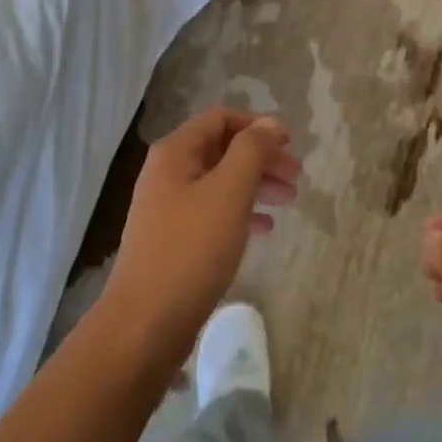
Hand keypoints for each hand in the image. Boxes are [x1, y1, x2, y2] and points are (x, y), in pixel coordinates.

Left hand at [104, 107, 298, 357]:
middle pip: (222, 149)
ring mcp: (168, 207)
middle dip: (261, 158)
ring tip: (289, 201)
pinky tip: (265, 229)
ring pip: (220, 182)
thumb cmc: (191, 249)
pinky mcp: (173, 240)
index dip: (257, 125)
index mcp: (175, 152)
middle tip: (297, 177)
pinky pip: (213, 212)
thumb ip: (252, 150)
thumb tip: (270, 123)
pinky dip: (241, 213)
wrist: (145, 324)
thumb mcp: (229, 192)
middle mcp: (168, 172)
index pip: (220, 118)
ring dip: (255, 185)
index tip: (290, 144)